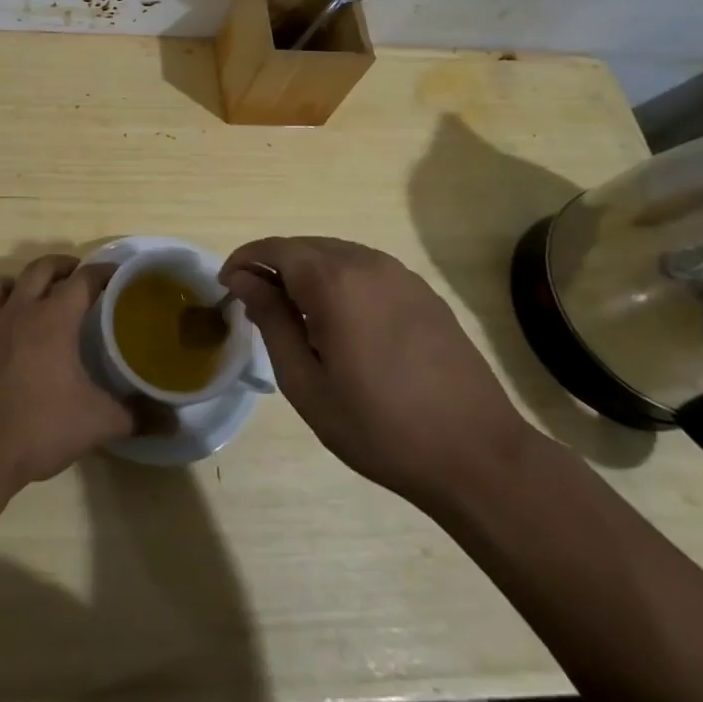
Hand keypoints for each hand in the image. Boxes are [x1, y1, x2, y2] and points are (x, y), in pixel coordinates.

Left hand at [0, 255, 133, 489]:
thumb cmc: (40, 427)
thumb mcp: (99, 423)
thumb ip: (137, 417)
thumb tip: (172, 421)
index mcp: (53, 319)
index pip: (83, 280)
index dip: (102, 273)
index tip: (117, 275)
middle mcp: (17, 312)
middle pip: (39, 269)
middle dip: (60, 265)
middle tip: (75, 274)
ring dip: (14, 283)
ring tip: (27, 295)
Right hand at [222, 236, 532, 512]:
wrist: (476, 455)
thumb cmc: (378, 426)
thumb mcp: (306, 382)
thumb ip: (271, 320)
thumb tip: (245, 280)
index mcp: (333, 281)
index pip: (274, 249)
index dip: (244, 261)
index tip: (226, 286)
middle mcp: (366, 263)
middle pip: (305, 246)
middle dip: (273, 266)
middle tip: (255, 303)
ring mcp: (400, 275)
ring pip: (337, 254)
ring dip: (307, 272)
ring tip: (294, 313)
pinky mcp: (423, 292)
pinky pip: (367, 269)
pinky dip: (340, 280)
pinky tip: (341, 320)